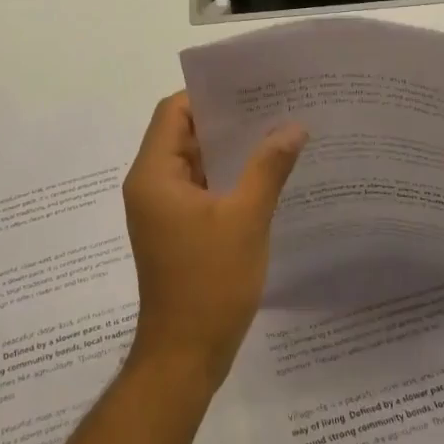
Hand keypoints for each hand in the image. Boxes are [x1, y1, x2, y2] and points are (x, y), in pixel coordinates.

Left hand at [121, 93, 307, 390]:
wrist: (185, 356)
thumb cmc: (210, 282)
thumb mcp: (246, 219)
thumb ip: (268, 167)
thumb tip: (293, 126)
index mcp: (154, 174)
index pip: (173, 112)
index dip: (207, 95)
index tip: (249, 87)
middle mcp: (150, 185)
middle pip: (183, 134)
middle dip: (225, 119)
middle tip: (272, 105)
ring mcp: (162, 209)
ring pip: (194, 162)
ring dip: (229, 149)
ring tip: (276, 133)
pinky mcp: (176, 229)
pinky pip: (200, 188)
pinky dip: (227, 177)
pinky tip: (266, 174)